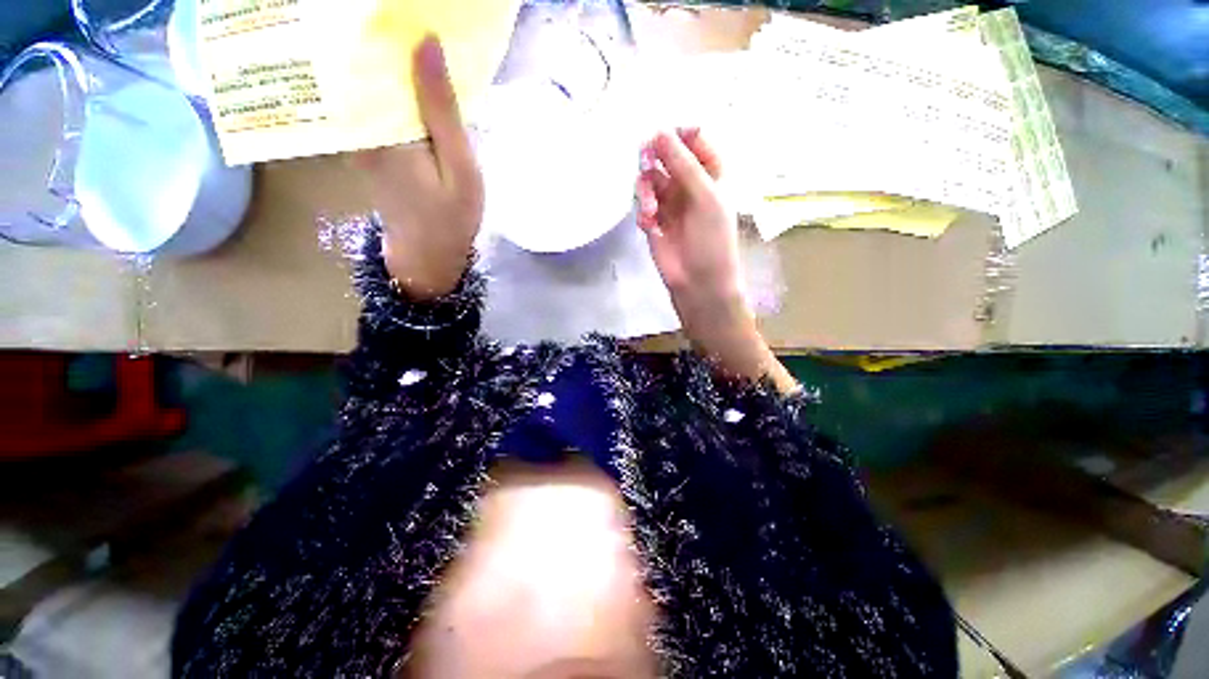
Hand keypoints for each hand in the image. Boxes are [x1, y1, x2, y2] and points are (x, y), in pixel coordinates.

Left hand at [352, 35, 483, 299]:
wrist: (429, 253)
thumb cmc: (450, 216)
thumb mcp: (457, 165)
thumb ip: (440, 109)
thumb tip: (425, 42)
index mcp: (376, 126)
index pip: (367, 56)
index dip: (382, 24)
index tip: (404, 6)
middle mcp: (355, 123)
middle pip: (362, 63)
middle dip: (384, 34)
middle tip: (414, 13)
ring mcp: (357, 134)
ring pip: (367, 81)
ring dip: (387, 55)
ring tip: (412, 31)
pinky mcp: (367, 143)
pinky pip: (374, 101)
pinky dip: (391, 83)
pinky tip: (411, 73)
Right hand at [637, 129, 741, 316]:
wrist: (699, 282)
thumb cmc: (712, 239)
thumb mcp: (705, 197)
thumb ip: (683, 164)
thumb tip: (658, 132)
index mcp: (711, 172)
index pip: (694, 138)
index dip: (677, 134)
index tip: (661, 139)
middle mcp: (690, 183)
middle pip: (666, 155)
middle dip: (654, 158)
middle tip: (645, 162)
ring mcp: (670, 202)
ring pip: (650, 179)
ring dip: (646, 190)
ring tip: (650, 210)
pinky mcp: (654, 221)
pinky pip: (642, 204)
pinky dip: (643, 211)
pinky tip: (648, 225)